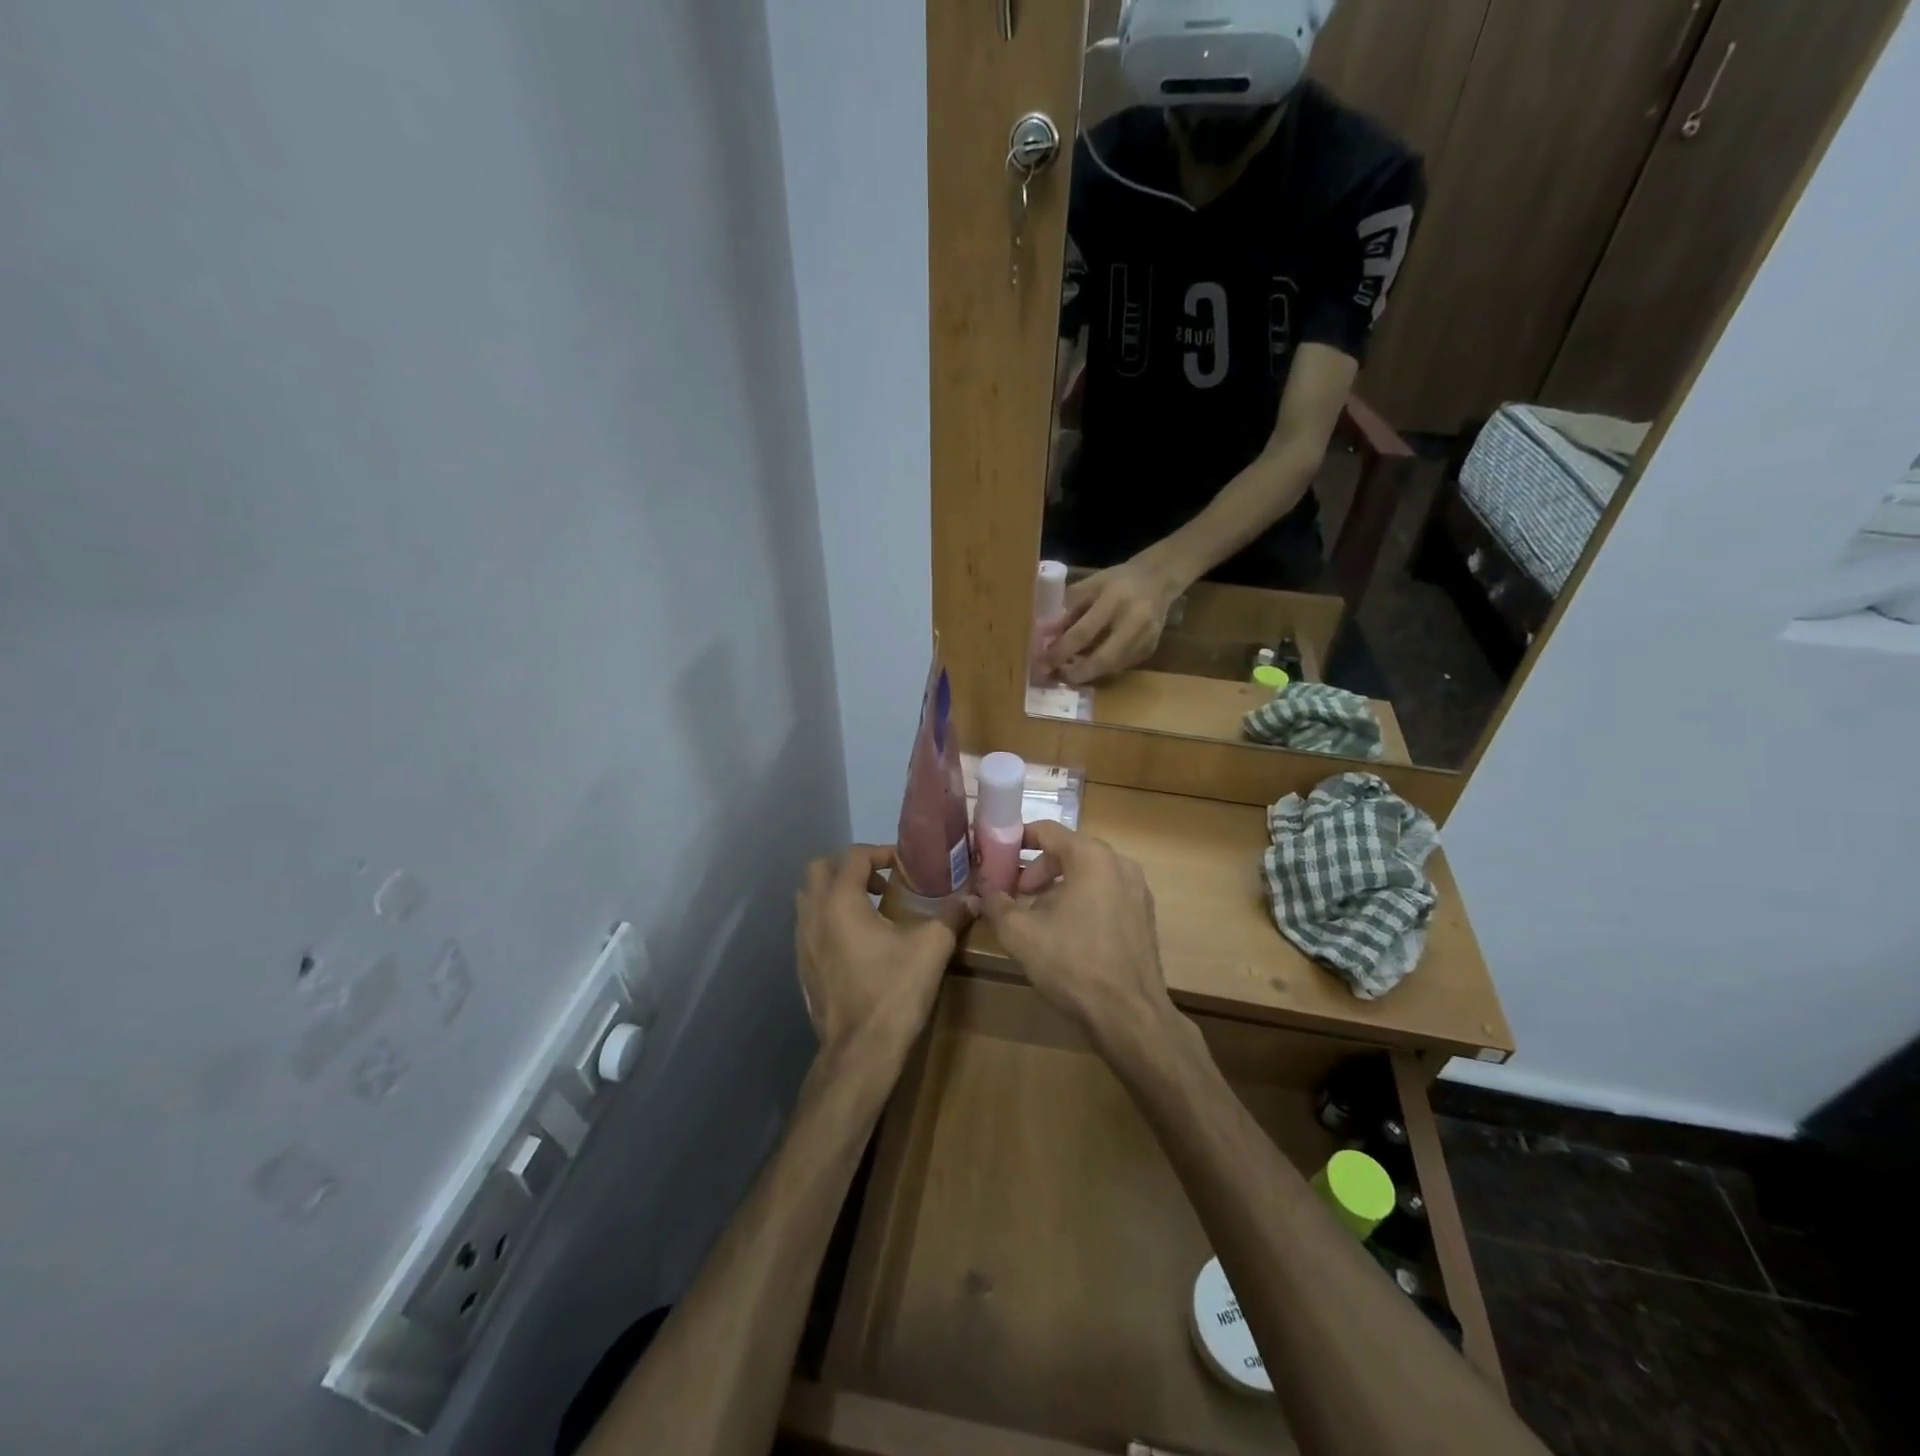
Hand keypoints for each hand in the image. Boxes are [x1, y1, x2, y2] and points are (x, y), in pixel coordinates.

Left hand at [795, 845, 966, 1061]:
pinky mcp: (801, 965)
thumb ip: (951, 916)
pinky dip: (828, 919)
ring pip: (809, 897)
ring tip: (870, 909)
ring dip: (836, 892)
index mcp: (841, 900)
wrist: (860, 1051)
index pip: (854, 855)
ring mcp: (801, 941)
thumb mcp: (932, 948)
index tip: (904, 866)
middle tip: (881, 883)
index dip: (881, 852)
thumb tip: (973, 898)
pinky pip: (809, 925)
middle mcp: (813, 913)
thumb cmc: (894, 992)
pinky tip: (857, 942)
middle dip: (850, 867)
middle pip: (820, 868)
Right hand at [978, 822, 1175, 1046]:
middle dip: (1036, 869)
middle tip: (1015, 894)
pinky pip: (1106, 893)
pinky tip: (1066, 932)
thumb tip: (982, 889)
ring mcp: (1137, 889)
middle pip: (1068, 851)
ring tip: (1036, 917)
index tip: (995, 857)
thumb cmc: (1072, 964)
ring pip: (1088, 874)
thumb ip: (996, 904)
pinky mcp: (1144, 915)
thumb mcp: (1020, 934)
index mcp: (1091, 856)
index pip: (1047, 831)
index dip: (1016, 840)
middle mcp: (1119, 863)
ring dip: (1058, 886)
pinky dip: (1082, 900)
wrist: (1128, 1015)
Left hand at [1047, 555, 1181, 684]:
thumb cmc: (1117, 581)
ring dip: (1088, 673)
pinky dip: (1102, 669)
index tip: (1043, 663)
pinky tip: (1089, 663)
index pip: (1083, 633)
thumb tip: (1045, 636)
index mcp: (1114, 600)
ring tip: (1068, 670)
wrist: (1158, 579)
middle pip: (1103, 660)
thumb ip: (1068, 609)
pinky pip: (1121, 666)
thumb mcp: (1090, 585)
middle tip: (1057, 675)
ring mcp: (1146, 639)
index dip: (1061, 651)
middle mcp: (1134, 622)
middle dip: (1076, 673)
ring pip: (1112, 668)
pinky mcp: (1150, 650)